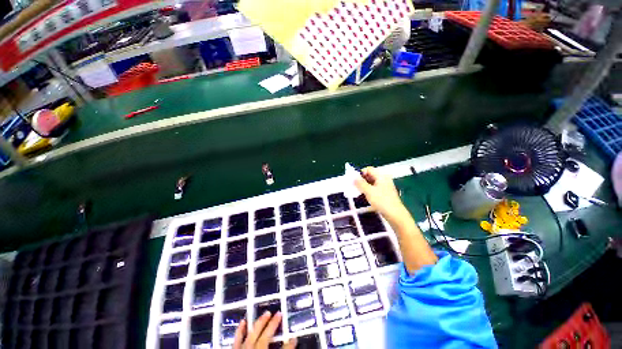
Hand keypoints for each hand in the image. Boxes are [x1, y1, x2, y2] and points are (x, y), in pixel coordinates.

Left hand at [233, 311, 296, 348]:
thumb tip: (292, 345)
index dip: (289, 345)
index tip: (294, 338)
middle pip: (264, 337)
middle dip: (272, 325)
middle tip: (278, 314)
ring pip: (251, 336)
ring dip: (259, 324)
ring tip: (265, 314)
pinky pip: (236, 341)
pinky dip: (240, 331)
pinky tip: (243, 322)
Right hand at [354, 167, 408, 225]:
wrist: (395, 214)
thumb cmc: (382, 201)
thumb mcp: (368, 191)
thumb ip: (360, 183)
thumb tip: (353, 177)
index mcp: (381, 176)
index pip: (368, 169)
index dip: (360, 173)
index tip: (354, 180)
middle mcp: (384, 179)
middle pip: (370, 175)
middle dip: (362, 179)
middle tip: (355, 186)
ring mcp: (385, 186)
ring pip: (372, 182)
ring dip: (365, 185)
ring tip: (359, 191)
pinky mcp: (385, 193)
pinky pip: (375, 188)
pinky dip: (369, 189)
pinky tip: (365, 195)